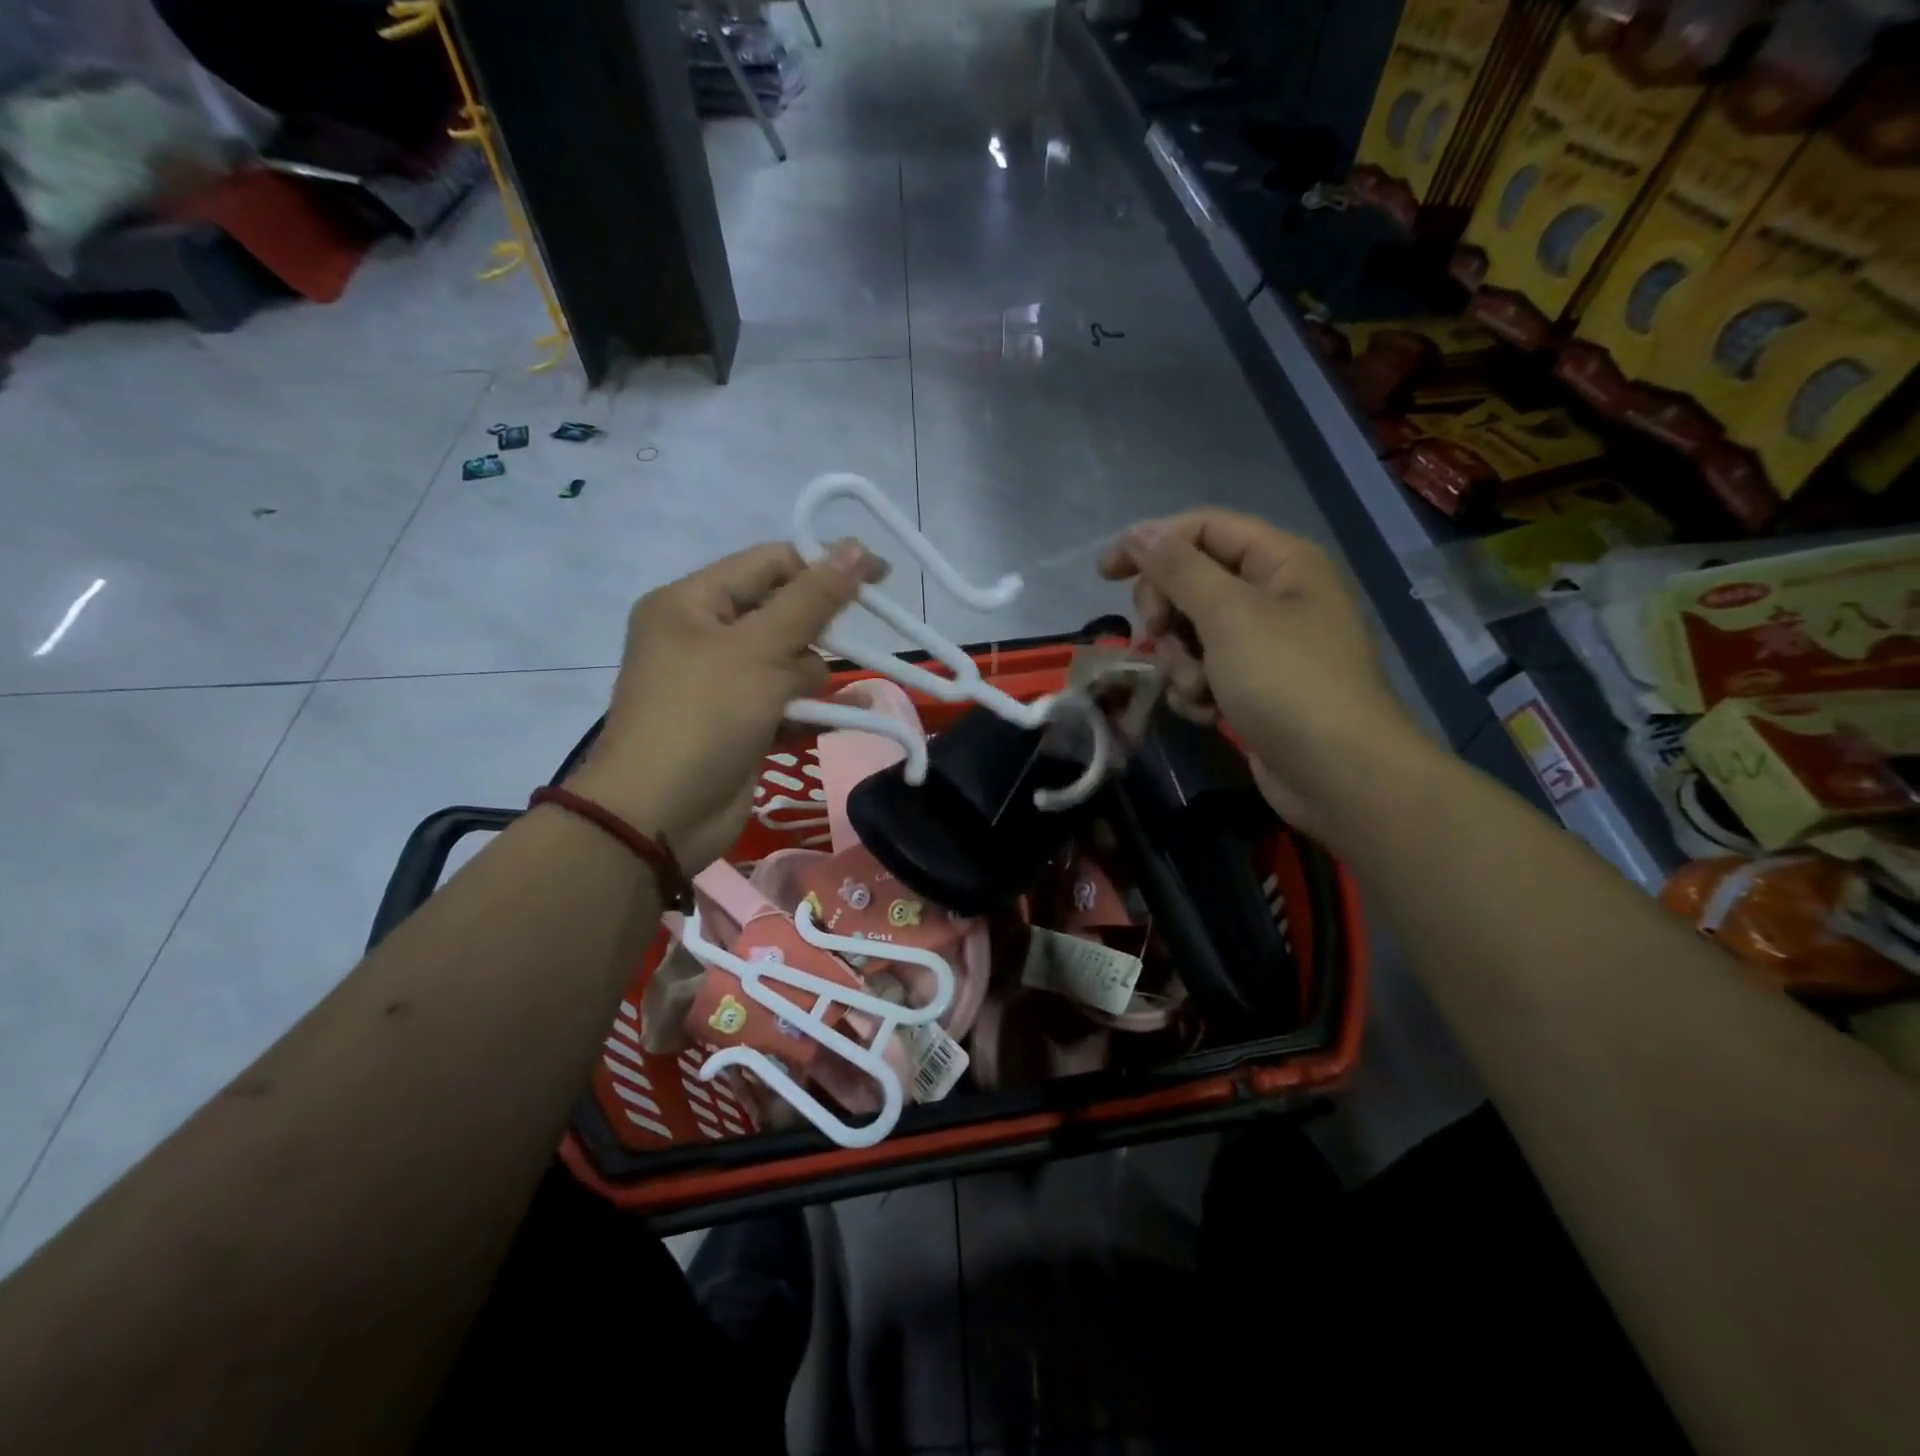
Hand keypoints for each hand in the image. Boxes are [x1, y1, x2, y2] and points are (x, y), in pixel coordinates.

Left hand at [568, 539, 884, 870]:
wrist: (659, 816)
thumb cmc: (704, 716)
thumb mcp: (760, 649)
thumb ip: (812, 599)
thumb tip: (855, 547)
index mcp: (691, 602)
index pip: (769, 564)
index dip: (824, 565)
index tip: (878, 578)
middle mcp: (703, 636)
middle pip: (782, 613)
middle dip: (817, 631)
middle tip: (850, 646)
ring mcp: (721, 684)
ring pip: (789, 662)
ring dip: (814, 677)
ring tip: (811, 699)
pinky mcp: (739, 724)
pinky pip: (786, 702)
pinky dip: (812, 708)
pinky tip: (849, 713)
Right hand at [1099, 508, 1425, 836]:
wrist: (1335, 773)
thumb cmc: (1286, 681)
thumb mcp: (1229, 615)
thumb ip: (1179, 569)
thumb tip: (1141, 531)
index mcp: (1280, 562)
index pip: (1203, 529)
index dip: (1153, 543)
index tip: (1107, 574)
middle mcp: (1272, 596)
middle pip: (1191, 582)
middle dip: (1168, 613)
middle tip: (1159, 635)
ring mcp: (1261, 645)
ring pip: (1190, 633)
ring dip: (1180, 661)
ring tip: (1199, 688)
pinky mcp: (1250, 686)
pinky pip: (1202, 672)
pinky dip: (1195, 690)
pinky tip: (1207, 712)